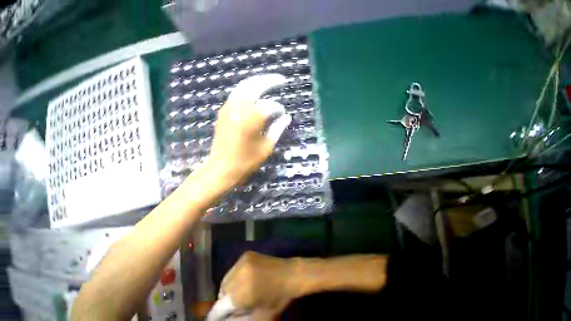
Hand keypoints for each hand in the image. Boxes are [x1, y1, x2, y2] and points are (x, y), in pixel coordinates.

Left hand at [208, 74, 291, 184]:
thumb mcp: (266, 147)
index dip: (279, 109)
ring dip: (257, 82)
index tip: (284, 115)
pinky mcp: (223, 111)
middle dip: (269, 80)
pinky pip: (236, 94)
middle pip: (255, 85)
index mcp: (252, 119)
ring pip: (244, 86)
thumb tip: (287, 117)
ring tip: (269, 82)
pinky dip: (247, 90)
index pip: (270, 106)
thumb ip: (278, 129)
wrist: (222, 168)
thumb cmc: (247, 161)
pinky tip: (255, 93)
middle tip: (281, 79)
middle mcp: (239, 108)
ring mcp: (228, 108)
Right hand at [218, 251, 297, 319]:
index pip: (218, 307)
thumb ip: (236, 320)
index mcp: (241, 292)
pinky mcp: (247, 254)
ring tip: (240, 293)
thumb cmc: (277, 298)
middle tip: (235, 306)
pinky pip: (233, 269)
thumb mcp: (258, 317)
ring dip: (229, 288)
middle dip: (225, 301)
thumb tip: (224, 318)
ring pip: (226, 279)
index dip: (216, 316)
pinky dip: (235, 277)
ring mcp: (243, 260)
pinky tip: (245, 281)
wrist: (290, 274)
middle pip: (222, 291)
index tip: (217, 319)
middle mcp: (239, 273)